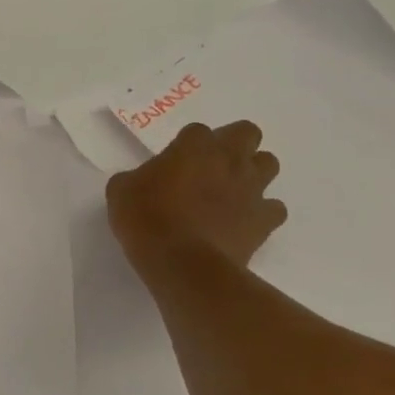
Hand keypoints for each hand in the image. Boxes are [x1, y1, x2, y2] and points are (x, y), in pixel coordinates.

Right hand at [106, 120, 285, 279]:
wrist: (182, 264)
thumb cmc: (146, 220)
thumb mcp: (121, 192)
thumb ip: (135, 178)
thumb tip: (142, 182)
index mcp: (193, 147)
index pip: (197, 131)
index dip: (186, 145)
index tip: (173, 163)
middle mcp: (229, 160)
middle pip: (247, 133)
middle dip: (233, 144)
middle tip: (210, 166)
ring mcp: (252, 189)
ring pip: (268, 164)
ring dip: (252, 172)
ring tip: (230, 191)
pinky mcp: (265, 220)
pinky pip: (274, 208)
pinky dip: (262, 212)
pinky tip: (242, 222)